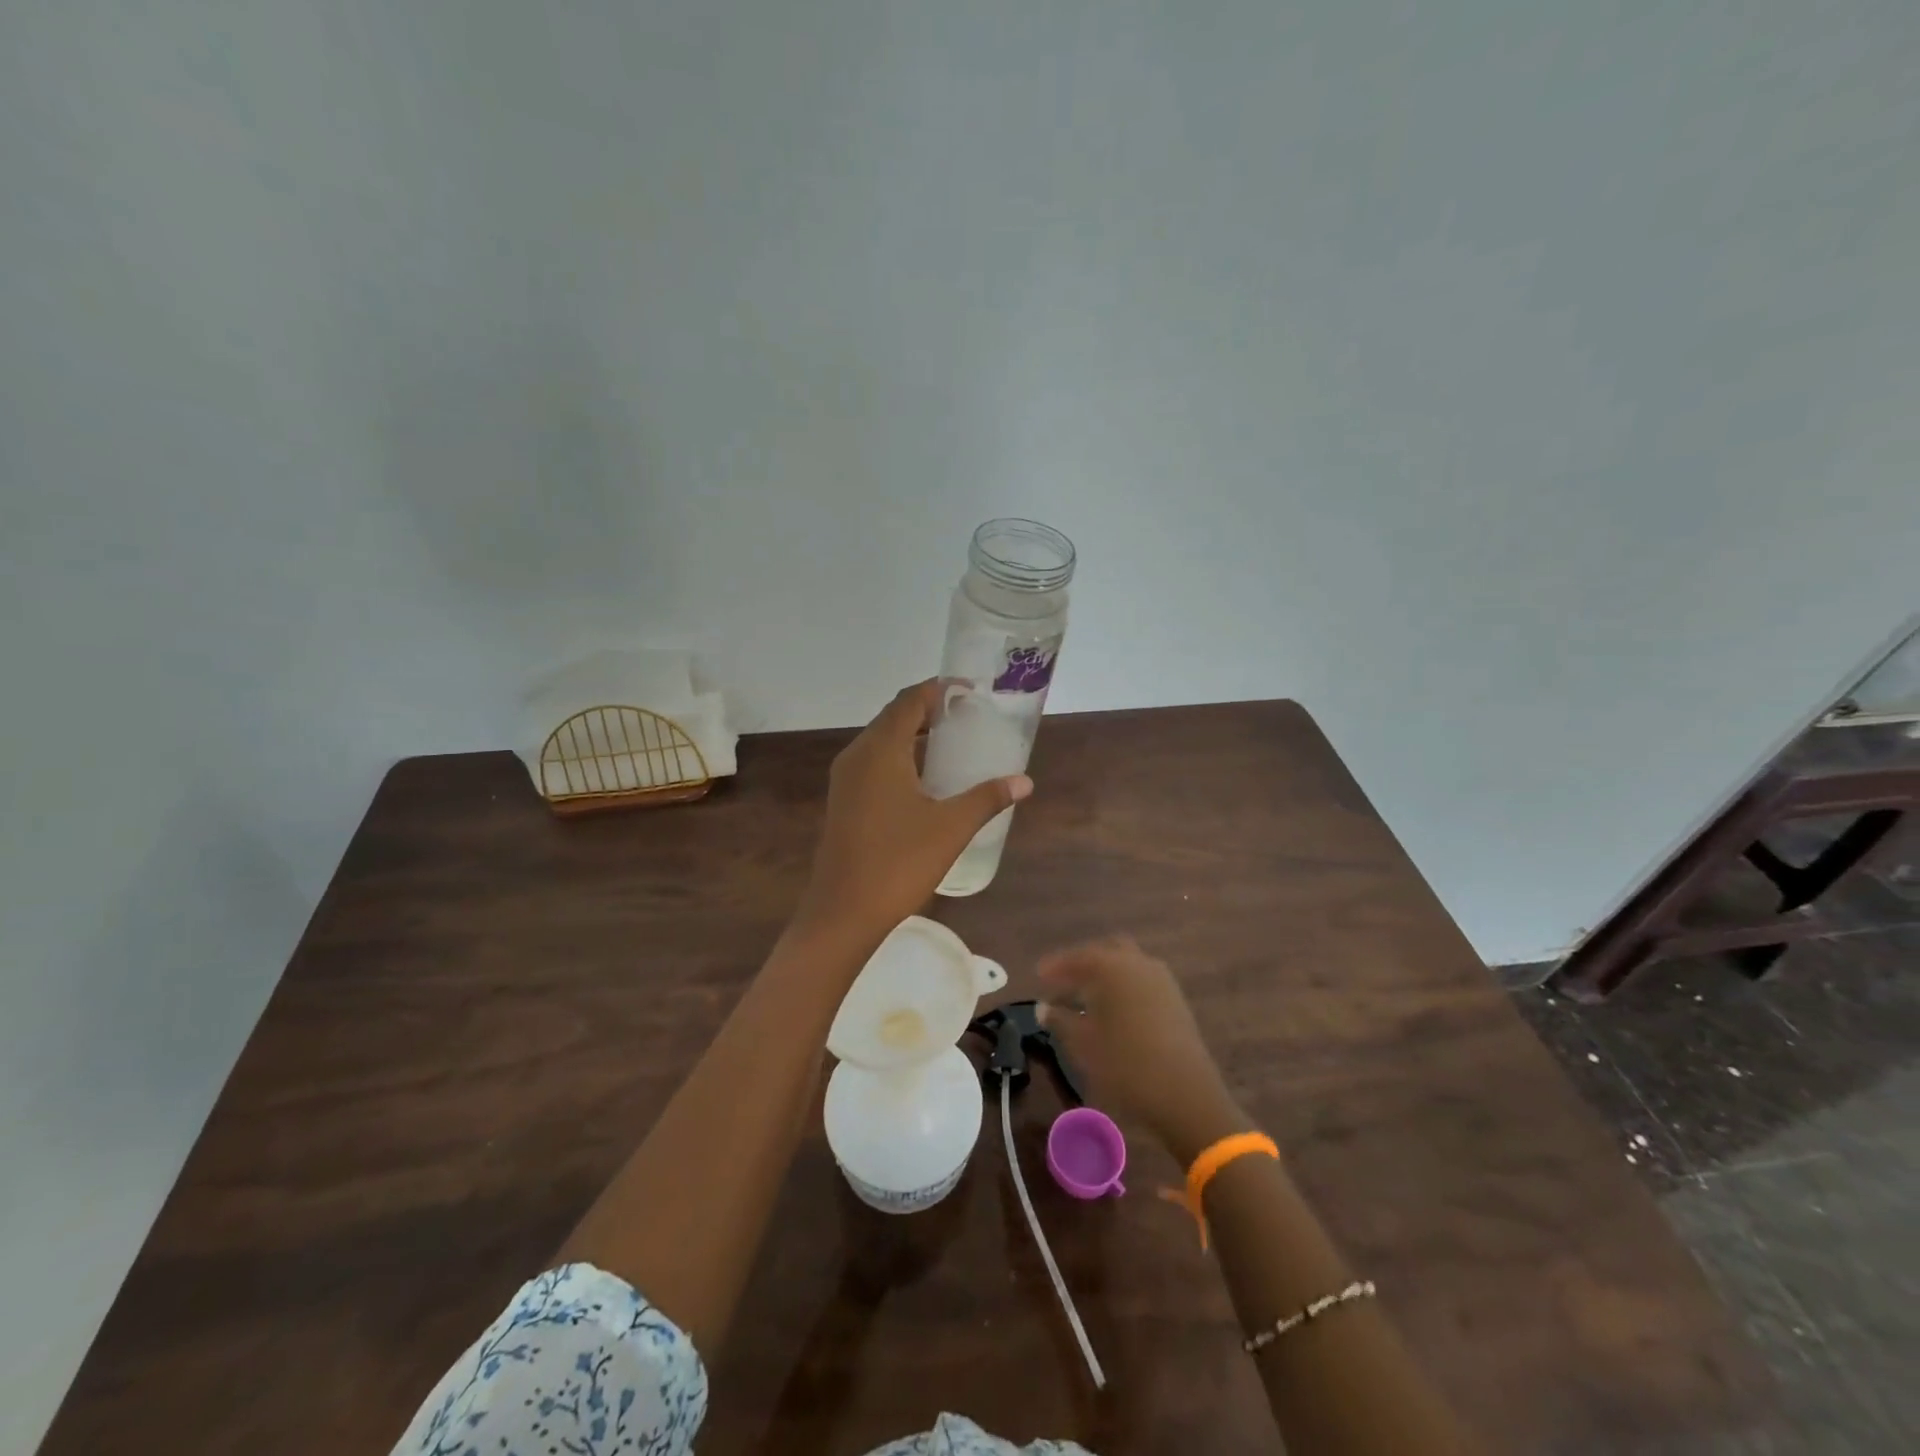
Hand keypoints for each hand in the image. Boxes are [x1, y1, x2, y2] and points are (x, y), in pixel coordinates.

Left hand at [797, 681, 1031, 945]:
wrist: (843, 912)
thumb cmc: (898, 862)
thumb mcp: (951, 827)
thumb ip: (987, 798)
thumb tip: (1024, 781)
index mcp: (880, 750)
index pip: (909, 701)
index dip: (939, 690)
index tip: (970, 691)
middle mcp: (857, 755)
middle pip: (894, 717)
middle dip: (929, 711)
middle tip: (967, 717)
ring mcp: (846, 780)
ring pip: (882, 741)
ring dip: (913, 735)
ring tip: (953, 744)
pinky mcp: (844, 801)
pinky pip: (874, 763)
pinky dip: (901, 758)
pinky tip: (926, 780)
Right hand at [1039, 937, 1251, 1164]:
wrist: (1185, 1094)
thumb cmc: (1126, 1065)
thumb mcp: (1083, 1044)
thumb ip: (1060, 1020)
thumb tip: (1044, 1008)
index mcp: (1113, 967)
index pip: (1078, 957)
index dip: (1056, 965)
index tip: (1038, 974)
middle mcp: (1139, 964)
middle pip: (1106, 951)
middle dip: (1084, 963)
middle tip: (1064, 981)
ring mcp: (1162, 980)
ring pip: (1127, 964)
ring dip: (1106, 974)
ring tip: (1086, 997)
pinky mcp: (1176, 1000)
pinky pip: (1142, 980)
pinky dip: (1123, 986)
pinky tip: (1113, 1010)